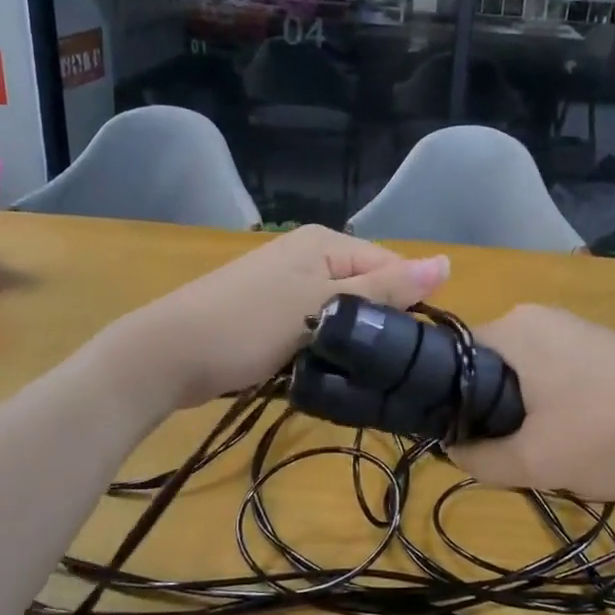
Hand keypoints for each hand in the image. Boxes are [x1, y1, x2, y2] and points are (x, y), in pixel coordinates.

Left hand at [128, 225, 449, 408]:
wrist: (167, 355)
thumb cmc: (249, 324)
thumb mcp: (324, 305)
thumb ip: (384, 289)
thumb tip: (446, 263)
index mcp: (324, 242)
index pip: (390, 267)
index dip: (403, 306)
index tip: (408, 351)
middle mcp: (307, 254)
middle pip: (365, 290)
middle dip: (373, 325)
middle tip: (378, 367)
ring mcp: (285, 284)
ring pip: (340, 313)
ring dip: (347, 341)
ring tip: (353, 373)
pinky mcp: (270, 313)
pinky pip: (313, 326)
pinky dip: (320, 347)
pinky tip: (323, 370)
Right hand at [447, 305, 614, 501]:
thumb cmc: (612, 435)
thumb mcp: (534, 461)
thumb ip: (478, 458)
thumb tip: (451, 449)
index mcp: (514, 327)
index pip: (452, 360)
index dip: (449, 405)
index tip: (464, 445)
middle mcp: (540, 316)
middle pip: (490, 370)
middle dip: (494, 416)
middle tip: (512, 457)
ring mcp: (577, 329)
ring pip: (525, 378)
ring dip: (528, 418)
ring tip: (552, 454)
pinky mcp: (606, 347)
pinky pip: (558, 377)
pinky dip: (559, 409)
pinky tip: (585, 439)